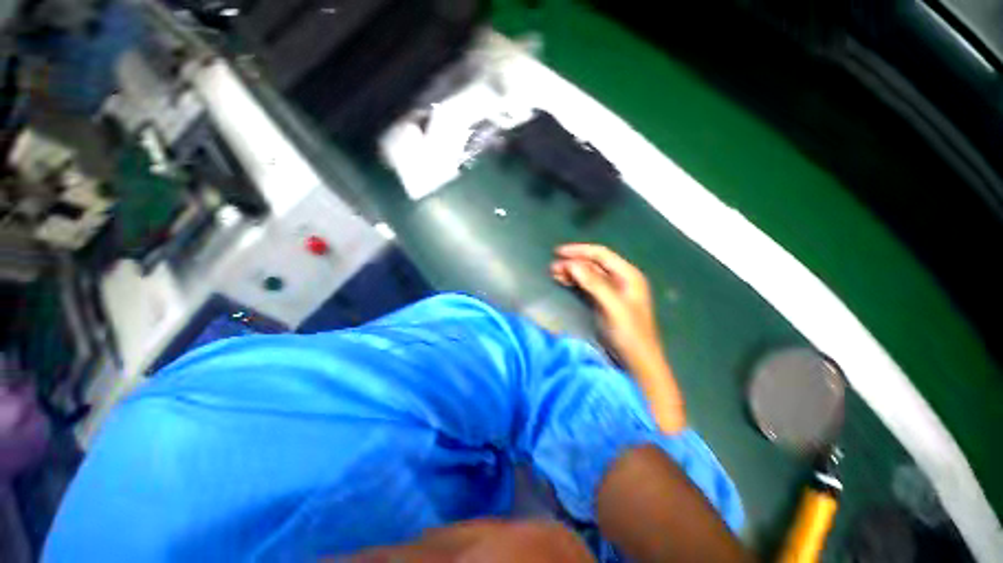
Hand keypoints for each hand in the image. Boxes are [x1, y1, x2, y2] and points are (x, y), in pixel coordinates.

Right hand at [551, 243, 685, 432]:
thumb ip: (594, 283)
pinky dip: (574, 282)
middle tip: (552, 267)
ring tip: (553, 273)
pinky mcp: (603, 302)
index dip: (579, 251)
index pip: (601, 255)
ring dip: (571, 272)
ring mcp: (612, 291)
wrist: (637, 362)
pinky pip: (586, 286)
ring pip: (588, 274)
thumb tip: (572, 264)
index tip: (558, 252)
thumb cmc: (630, 334)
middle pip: (593, 264)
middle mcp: (620, 280)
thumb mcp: (613, 307)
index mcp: (628, 276)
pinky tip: (563, 281)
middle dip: (573, 262)